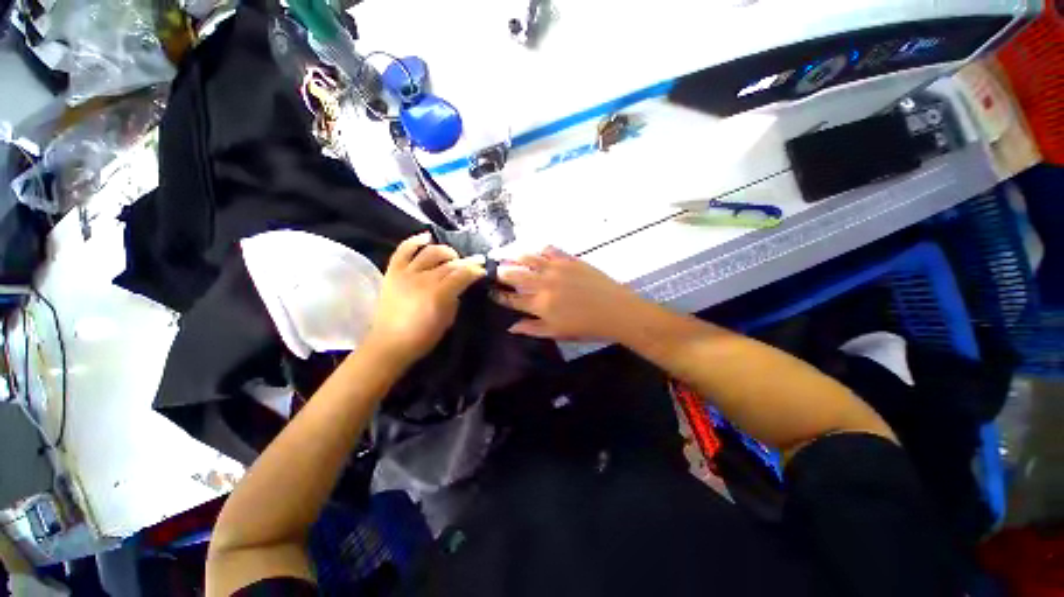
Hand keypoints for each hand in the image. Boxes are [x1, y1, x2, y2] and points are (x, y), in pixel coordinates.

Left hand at [365, 232, 486, 365]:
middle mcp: (423, 279)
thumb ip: (455, 298)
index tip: (483, 271)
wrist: (389, 343)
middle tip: (473, 263)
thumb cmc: (422, 337)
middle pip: (449, 263)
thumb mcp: (447, 320)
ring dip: (445, 251)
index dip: (475, 270)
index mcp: (438, 294)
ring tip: (452, 256)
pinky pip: (403, 250)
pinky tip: (427, 237)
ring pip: (430, 252)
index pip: (463, 274)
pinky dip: (415, 241)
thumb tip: (460, 285)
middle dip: (465, 261)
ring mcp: (406, 273)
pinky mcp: (393, 271)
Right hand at [492, 247, 645, 340]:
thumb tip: (511, 327)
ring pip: (529, 259)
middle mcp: (543, 284)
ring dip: (516, 257)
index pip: (512, 299)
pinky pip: (550, 251)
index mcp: (539, 305)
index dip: (499, 295)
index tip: (491, 291)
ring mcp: (556, 269)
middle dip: (502, 273)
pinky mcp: (569, 260)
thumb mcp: (558, 333)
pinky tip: (537, 251)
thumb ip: (533, 329)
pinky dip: (541, 250)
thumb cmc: (587, 327)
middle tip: (496, 270)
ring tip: (509, 255)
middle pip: (515, 275)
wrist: (616, 311)